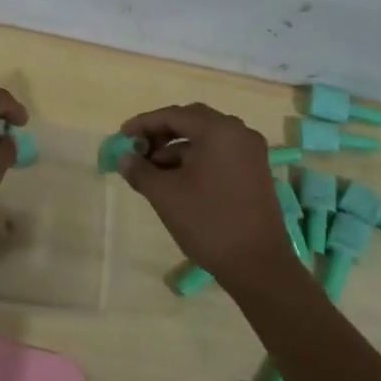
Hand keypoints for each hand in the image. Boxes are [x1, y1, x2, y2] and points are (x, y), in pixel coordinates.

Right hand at [117, 103, 297, 291]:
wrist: (257, 265)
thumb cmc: (208, 221)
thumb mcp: (165, 194)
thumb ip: (140, 170)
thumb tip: (124, 158)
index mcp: (219, 130)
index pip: (173, 115)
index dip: (144, 123)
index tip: (122, 136)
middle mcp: (239, 133)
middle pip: (192, 122)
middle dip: (161, 134)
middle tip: (138, 150)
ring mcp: (251, 153)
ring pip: (205, 139)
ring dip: (177, 149)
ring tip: (152, 172)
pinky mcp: (255, 173)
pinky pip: (219, 154)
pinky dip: (195, 160)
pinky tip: (176, 181)